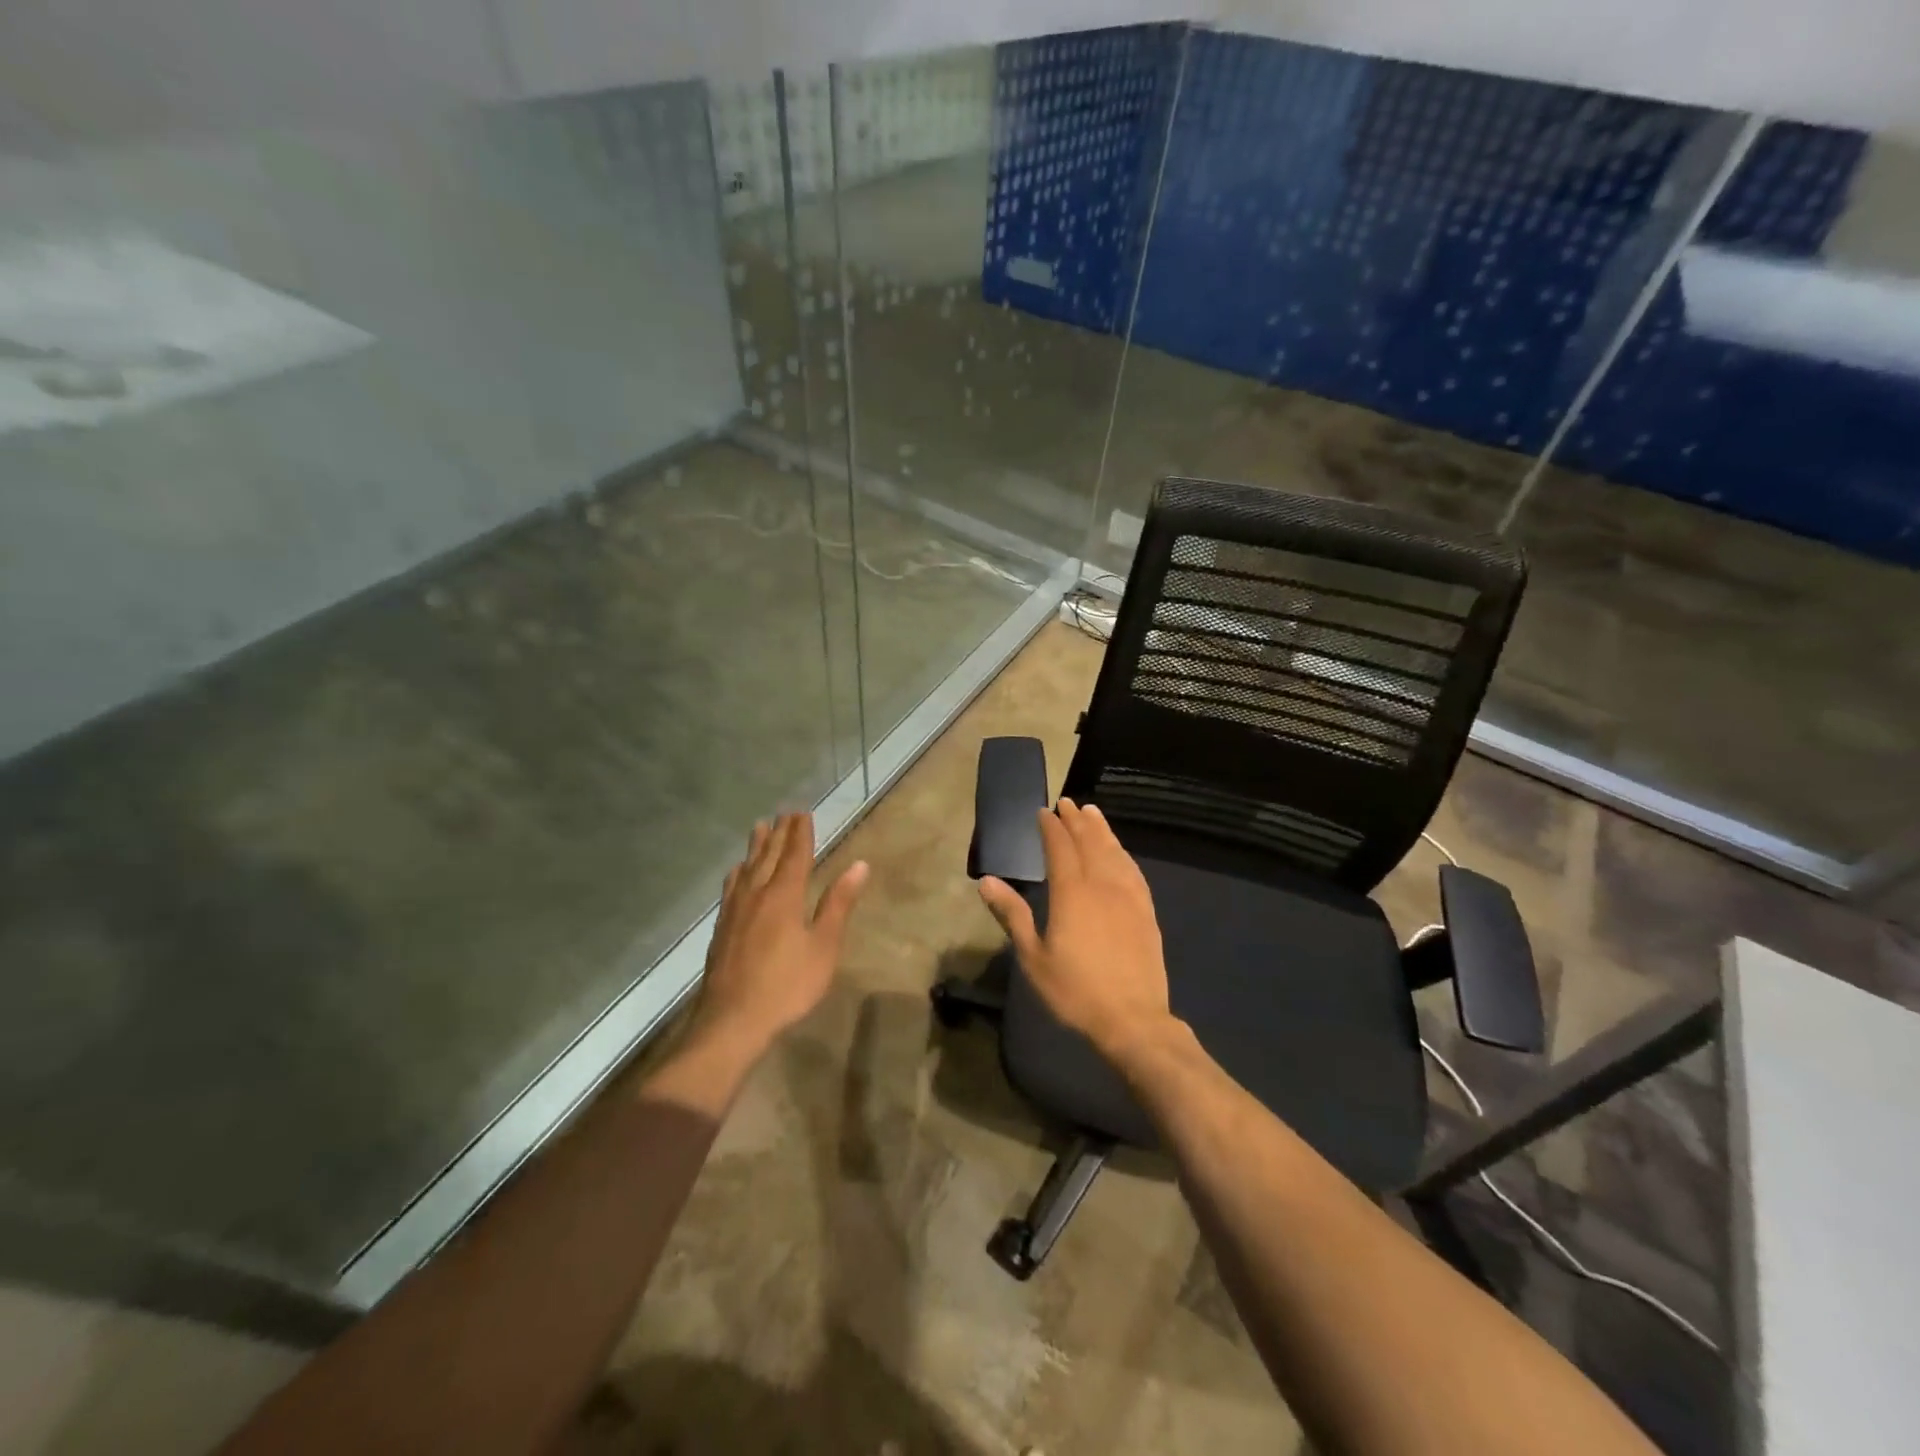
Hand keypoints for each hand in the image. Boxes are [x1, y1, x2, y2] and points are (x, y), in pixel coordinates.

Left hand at [694, 813, 868, 1057]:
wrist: (732, 1020)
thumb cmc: (787, 985)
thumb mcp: (823, 947)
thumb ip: (838, 904)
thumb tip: (859, 865)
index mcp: (784, 896)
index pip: (795, 855)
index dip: (800, 833)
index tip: (803, 813)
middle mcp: (756, 894)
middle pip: (768, 856)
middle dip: (779, 834)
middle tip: (784, 813)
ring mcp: (735, 911)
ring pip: (746, 868)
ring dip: (755, 847)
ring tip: (759, 828)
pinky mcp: (722, 928)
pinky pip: (731, 887)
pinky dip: (737, 872)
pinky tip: (736, 874)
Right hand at [978, 798, 1175, 1063]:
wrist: (1133, 1019)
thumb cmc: (1075, 991)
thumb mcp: (1033, 957)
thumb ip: (1012, 914)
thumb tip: (987, 881)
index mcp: (1071, 893)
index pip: (1060, 848)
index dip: (1051, 827)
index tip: (1043, 811)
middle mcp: (1102, 885)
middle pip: (1089, 842)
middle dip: (1076, 820)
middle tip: (1067, 802)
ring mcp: (1128, 896)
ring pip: (1114, 852)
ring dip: (1101, 830)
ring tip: (1092, 813)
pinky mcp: (1146, 911)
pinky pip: (1133, 871)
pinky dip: (1123, 854)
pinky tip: (1119, 852)